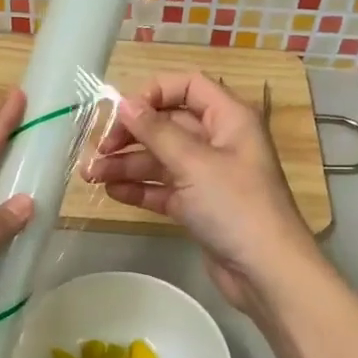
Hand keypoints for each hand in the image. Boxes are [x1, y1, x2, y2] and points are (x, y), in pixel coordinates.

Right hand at [83, 73, 318, 310]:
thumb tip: (125, 103)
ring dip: (127, 164)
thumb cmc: (235, 207)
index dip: (153, 93)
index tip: (122, 112)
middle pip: (168, 124)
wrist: (265, 271)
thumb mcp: (194, 163)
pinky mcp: (198, 206)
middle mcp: (218, 141)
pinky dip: (139, 188)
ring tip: (91, 176)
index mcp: (228, 119)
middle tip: (98, 149)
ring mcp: (208, 175)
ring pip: (161, 159)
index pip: (188, 86)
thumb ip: (156, 132)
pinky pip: (163, 188)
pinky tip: (112, 192)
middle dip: (131, 134)